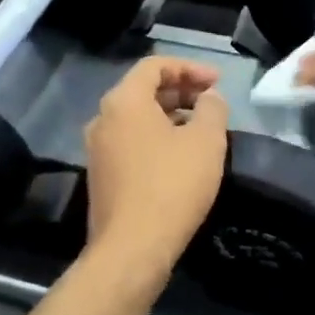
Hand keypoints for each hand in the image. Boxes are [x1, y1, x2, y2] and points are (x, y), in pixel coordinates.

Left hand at [83, 57, 229, 271]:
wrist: (132, 249)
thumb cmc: (172, 186)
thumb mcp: (206, 141)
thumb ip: (212, 108)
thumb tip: (209, 97)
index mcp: (124, 101)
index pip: (154, 66)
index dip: (189, 68)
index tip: (217, 82)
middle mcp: (103, 118)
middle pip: (143, 89)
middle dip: (180, 90)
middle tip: (211, 102)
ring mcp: (98, 148)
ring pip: (137, 117)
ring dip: (170, 115)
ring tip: (201, 128)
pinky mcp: (101, 175)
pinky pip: (130, 141)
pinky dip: (156, 137)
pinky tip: (180, 156)